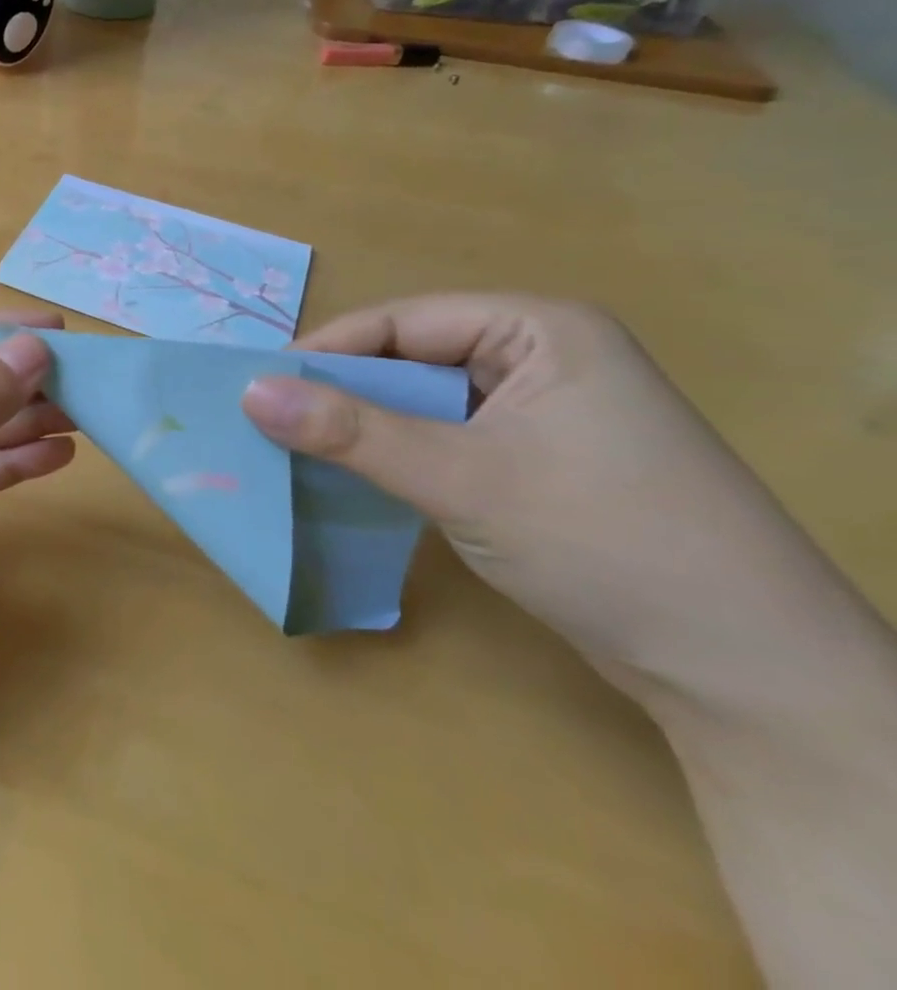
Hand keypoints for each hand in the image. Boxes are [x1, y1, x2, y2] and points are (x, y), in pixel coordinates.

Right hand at [240, 294, 887, 723]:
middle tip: (265, 419)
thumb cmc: (607, 543)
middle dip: (340, 392)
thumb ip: (350, 432)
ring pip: (424, 405)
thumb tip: (250, 392)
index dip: (326, 351)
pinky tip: (354, 478)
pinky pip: (445, 442)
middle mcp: (543, 360)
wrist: (752, 681)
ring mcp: (544, 415)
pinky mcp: (539, 465)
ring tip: (294, 448)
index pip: (402, 323)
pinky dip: (397, 457)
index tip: (256, 384)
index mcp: (541, 331)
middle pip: (410, 361)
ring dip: (364, 428)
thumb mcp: (462, 478)